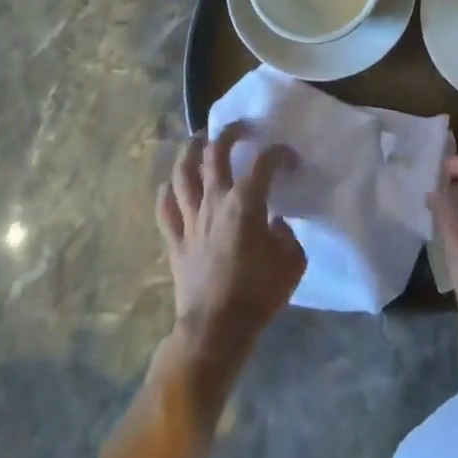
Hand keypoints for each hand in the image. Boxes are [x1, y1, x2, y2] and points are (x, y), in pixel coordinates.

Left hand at [157, 123, 304, 388]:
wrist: (217, 329)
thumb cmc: (259, 293)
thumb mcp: (292, 262)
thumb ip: (287, 235)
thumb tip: (276, 224)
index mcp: (246, 201)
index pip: (264, 162)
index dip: (279, 153)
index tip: (289, 158)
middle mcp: (215, 200)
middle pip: (215, 152)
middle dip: (228, 133)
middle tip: (238, 128)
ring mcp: (190, 218)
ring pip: (183, 172)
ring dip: (190, 150)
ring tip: (199, 140)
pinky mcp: (174, 240)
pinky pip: (165, 208)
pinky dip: (167, 191)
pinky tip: (172, 185)